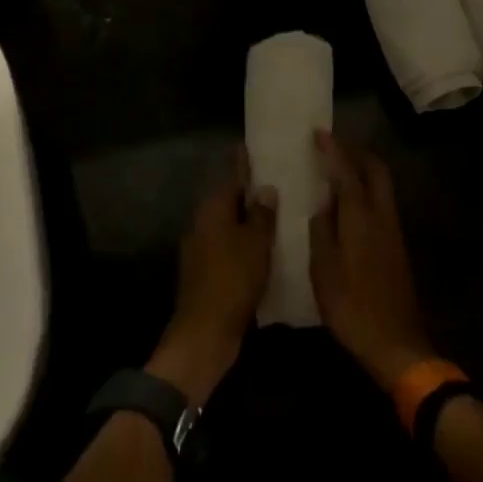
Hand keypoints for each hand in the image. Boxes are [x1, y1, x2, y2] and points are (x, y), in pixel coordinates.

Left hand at [148, 152, 277, 405]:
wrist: (205, 333)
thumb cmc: (232, 280)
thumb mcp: (255, 244)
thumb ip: (261, 215)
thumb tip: (265, 190)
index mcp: (212, 210)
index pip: (231, 177)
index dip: (244, 164)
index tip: (254, 148)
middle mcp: (203, 224)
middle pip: (229, 201)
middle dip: (250, 193)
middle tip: (279, 182)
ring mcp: (202, 250)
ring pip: (230, 226)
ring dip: (250, 221)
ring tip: (280, 214)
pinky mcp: (207, 273)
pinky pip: (230, 248)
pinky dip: (246, 244)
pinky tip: (268, 249)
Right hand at [309, 132, 435, 389]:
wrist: (396, 344)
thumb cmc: (352, 307)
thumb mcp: (323, 270)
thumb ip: (321, 230)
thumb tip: (323, 205)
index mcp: (361, 218)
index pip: (347, 171)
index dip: (333, 149)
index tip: (318, 133)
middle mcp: (382, 216)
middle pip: (376, 169)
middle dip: (356, 150)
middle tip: (332, 144)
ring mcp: (393, 231)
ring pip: (382, 184)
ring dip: (363, 168)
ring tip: (337, 166)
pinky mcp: (396, 246)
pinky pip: (381, 201)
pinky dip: (366, 188)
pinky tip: (348, 201)